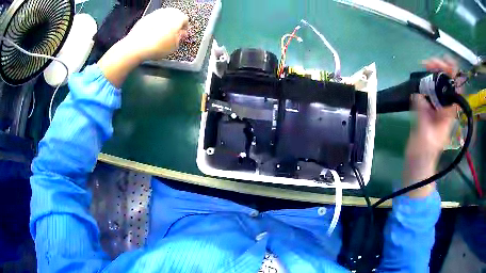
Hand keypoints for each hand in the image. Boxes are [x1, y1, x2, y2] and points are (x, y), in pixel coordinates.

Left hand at [98, 8, 188, 87]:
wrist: (131, 49)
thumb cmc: (156, 48)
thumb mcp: (174, 46)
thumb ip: (180, 38)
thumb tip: (181, 34)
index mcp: (174, 17)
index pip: (185, 20)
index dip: (184, 30)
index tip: (181, 39)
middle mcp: (163, 13)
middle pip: (173, 18)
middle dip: (174, 28)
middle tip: (172, 40)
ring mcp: (151, 16)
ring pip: (162, 20)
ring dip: (163, 28)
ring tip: (160, 40)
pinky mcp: (140, 22)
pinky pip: (151, 23)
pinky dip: (153, 29)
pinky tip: (149, 39)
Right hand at [403, 57, 458, 196]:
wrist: (417, 164)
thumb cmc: (424, 155)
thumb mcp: (425, 136)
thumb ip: (422, 115)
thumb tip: (418, 95)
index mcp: (448, 115)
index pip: (455, 91)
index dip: (453, 75)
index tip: (445, 62)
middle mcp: (445, 109)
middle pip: (447, 84)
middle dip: (440, 69)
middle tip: (428, 63)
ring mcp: (436, 109)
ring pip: (438, 86)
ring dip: (433, 74)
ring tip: (423, 66)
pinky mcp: (427, 110)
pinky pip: (429, 92)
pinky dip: (425, 82)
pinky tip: (419, 79)